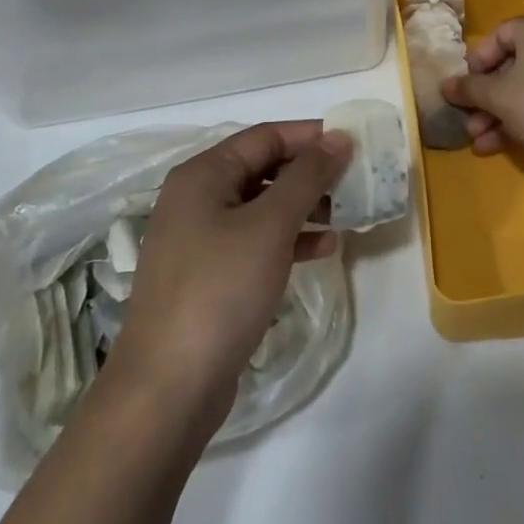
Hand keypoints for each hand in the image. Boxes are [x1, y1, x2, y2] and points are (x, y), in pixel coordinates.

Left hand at [109, 123, 348, 436]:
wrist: (168, 387)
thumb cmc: (220, 289)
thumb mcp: (270, 225)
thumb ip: (307, 176)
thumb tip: (338, 138)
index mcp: (203, 174)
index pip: (265, 137)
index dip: (310, 136)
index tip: (353, 144)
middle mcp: (197, 198)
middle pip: (263, 169)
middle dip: (309, 173)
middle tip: (355, 181)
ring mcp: (200, 239)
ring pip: (262, 207)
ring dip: (304, 207)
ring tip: (347, 214)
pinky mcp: (209, 276)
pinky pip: (256, 242)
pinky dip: (288, 240)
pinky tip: (323, 249)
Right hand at [441, 16, 523, 165]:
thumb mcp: (497, 95)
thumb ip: (468, 89)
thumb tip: (446, 86)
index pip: (499, 35)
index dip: (477, 61)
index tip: (465, 86)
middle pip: (511, 66)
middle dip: (485, 98)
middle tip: (468, 119)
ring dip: (498, 115)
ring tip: (478, 141)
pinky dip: (521, 121)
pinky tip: (497, 146)